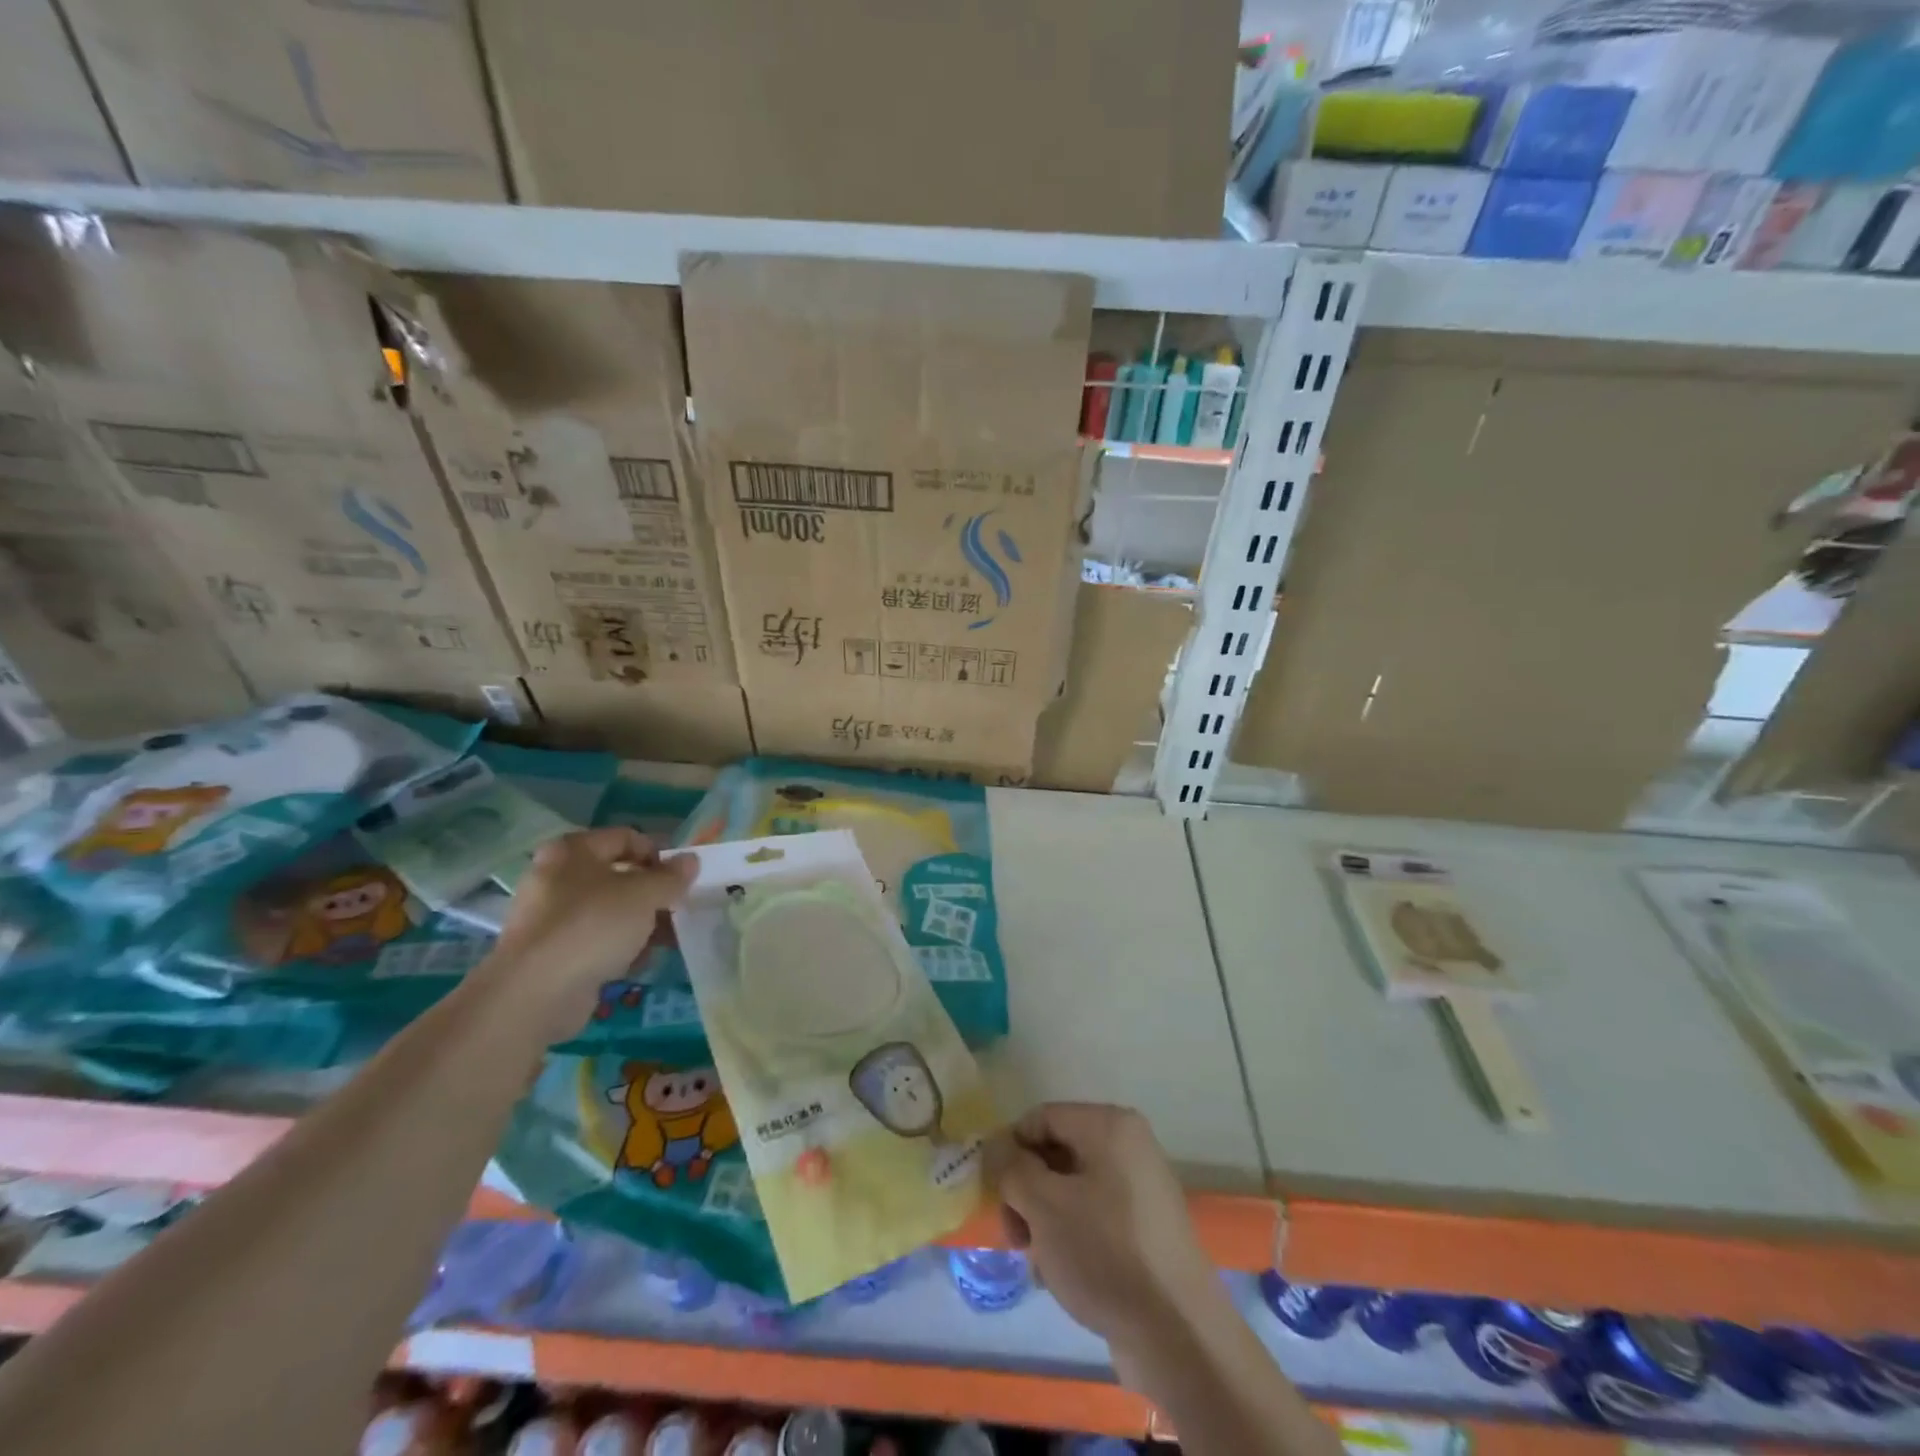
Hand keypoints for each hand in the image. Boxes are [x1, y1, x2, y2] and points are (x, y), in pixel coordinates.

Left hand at [487, 827, 693, 1024]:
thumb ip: (671, 877)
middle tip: (679, 908)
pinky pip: (596, 940)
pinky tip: (641, 961)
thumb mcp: (644, 895)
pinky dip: (620, 947)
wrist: (535, 993)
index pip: (625, 837)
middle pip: (618, 876)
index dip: (658, 853)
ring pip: (609, 910)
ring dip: (642, 922)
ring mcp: (551, 917)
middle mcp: (557, 877)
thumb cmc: (593, 926)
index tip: (681, 878)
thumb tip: (691, 861)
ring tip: (669, 938)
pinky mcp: (552, 953)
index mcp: (573, 851)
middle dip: (653, 893)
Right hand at [986, 1103, 1225, 1376]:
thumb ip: (1011, 1169)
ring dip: (1045, 1220)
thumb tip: (995, 1146)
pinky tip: (1060, 1276)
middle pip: (1057, 1153)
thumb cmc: (1105, 1254)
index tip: (995, 1195)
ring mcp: (1142, 1189)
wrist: (1178, 1336)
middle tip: (1015, 1237)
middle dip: (1027, 1192)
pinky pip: (1095, 1217)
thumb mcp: (1044, 1206)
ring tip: (1038, 1263)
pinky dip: (1072, 1237)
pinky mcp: (1147, 1229)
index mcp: (1110, 1125)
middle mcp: (1130, 1146)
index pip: (1041, 1118)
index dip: (1010, 1150)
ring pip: (1072, 1189)